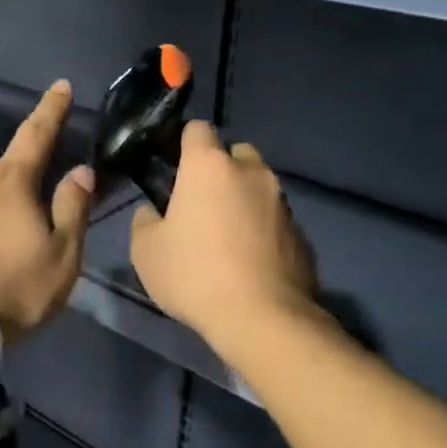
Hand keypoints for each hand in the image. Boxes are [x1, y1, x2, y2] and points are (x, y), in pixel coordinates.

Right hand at [130, 121, 317, 347]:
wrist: (261, 318)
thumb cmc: (194, 275)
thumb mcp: (145, 251)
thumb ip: (145, 221)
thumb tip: (152, 211)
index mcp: (209, 167)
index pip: (197, 129)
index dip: (183, 143)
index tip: (172, 165)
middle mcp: (251, 173)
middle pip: (235, 153)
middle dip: (219, 168)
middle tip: (201, 202)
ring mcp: (281, 202)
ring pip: (258, 185)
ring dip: (242, 198)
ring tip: (226, 234)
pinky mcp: (301, 232)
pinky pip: (274, 218)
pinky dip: (261, 228)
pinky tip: (249, 259)